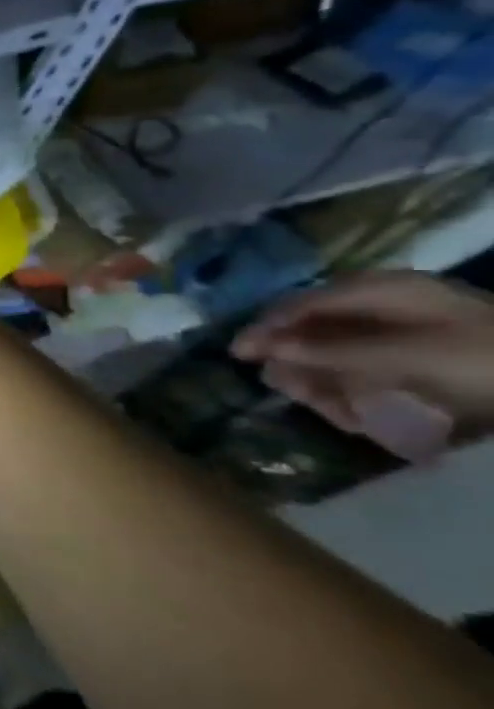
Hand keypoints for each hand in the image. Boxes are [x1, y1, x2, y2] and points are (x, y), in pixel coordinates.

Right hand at [232, 271, 493, 438]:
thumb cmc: (482, 361)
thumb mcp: (405, 354)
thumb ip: (333, 350)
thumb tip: (269, 348)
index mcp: (379, 291)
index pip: (301, 304)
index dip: (266, 327)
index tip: (238, 354)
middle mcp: (383, 307)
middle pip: (312, 331)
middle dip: (299, 363)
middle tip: (290, 390)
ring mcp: (401, 335)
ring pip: (334, 357)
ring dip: (327, 386)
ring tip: (341, 413)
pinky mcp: (416, 362)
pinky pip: (365, 374)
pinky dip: (357, 397)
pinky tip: (366, 417)